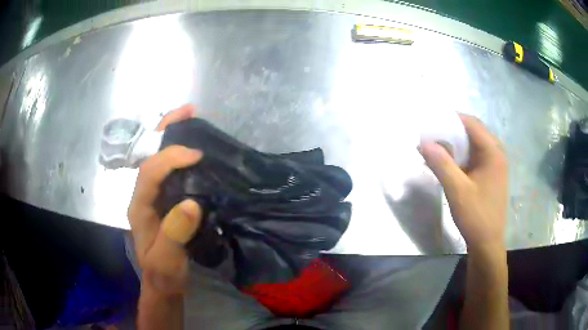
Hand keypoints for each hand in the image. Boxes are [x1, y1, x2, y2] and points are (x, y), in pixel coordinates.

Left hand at [128, 104, 202, 294]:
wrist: (164, 281)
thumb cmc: (163, 272)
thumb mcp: (167, 260)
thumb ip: (174, 235)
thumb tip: (191, 203)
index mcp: (139, 205)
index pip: (149, 171)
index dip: (170, 157)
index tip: (196, 154)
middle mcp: (143, 194)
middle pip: (149, 153)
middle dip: (166, 129)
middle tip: (190, 111)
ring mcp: (154, 195)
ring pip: (159, 156)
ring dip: (174, 135)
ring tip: (194, 119)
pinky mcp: (165, 199)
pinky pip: (170, 169)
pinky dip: (181, 153)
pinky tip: (196, 149)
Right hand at [420, 114, 507, 251]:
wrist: (488, 243)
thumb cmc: (476, 216)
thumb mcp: (457, 190)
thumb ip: (441, 164)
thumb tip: (423, 142)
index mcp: (493, 152)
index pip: (471, 123)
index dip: (451, 119)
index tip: (431, 122)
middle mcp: (497, 153)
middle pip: (473, 132)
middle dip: (452, 132)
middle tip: (432, 137)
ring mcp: (495, 165)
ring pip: (473, 145)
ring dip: (456, 145)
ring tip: (437, 150)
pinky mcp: (491, 175)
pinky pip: (475, 157)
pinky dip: (462, 157)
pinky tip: (449, 165)